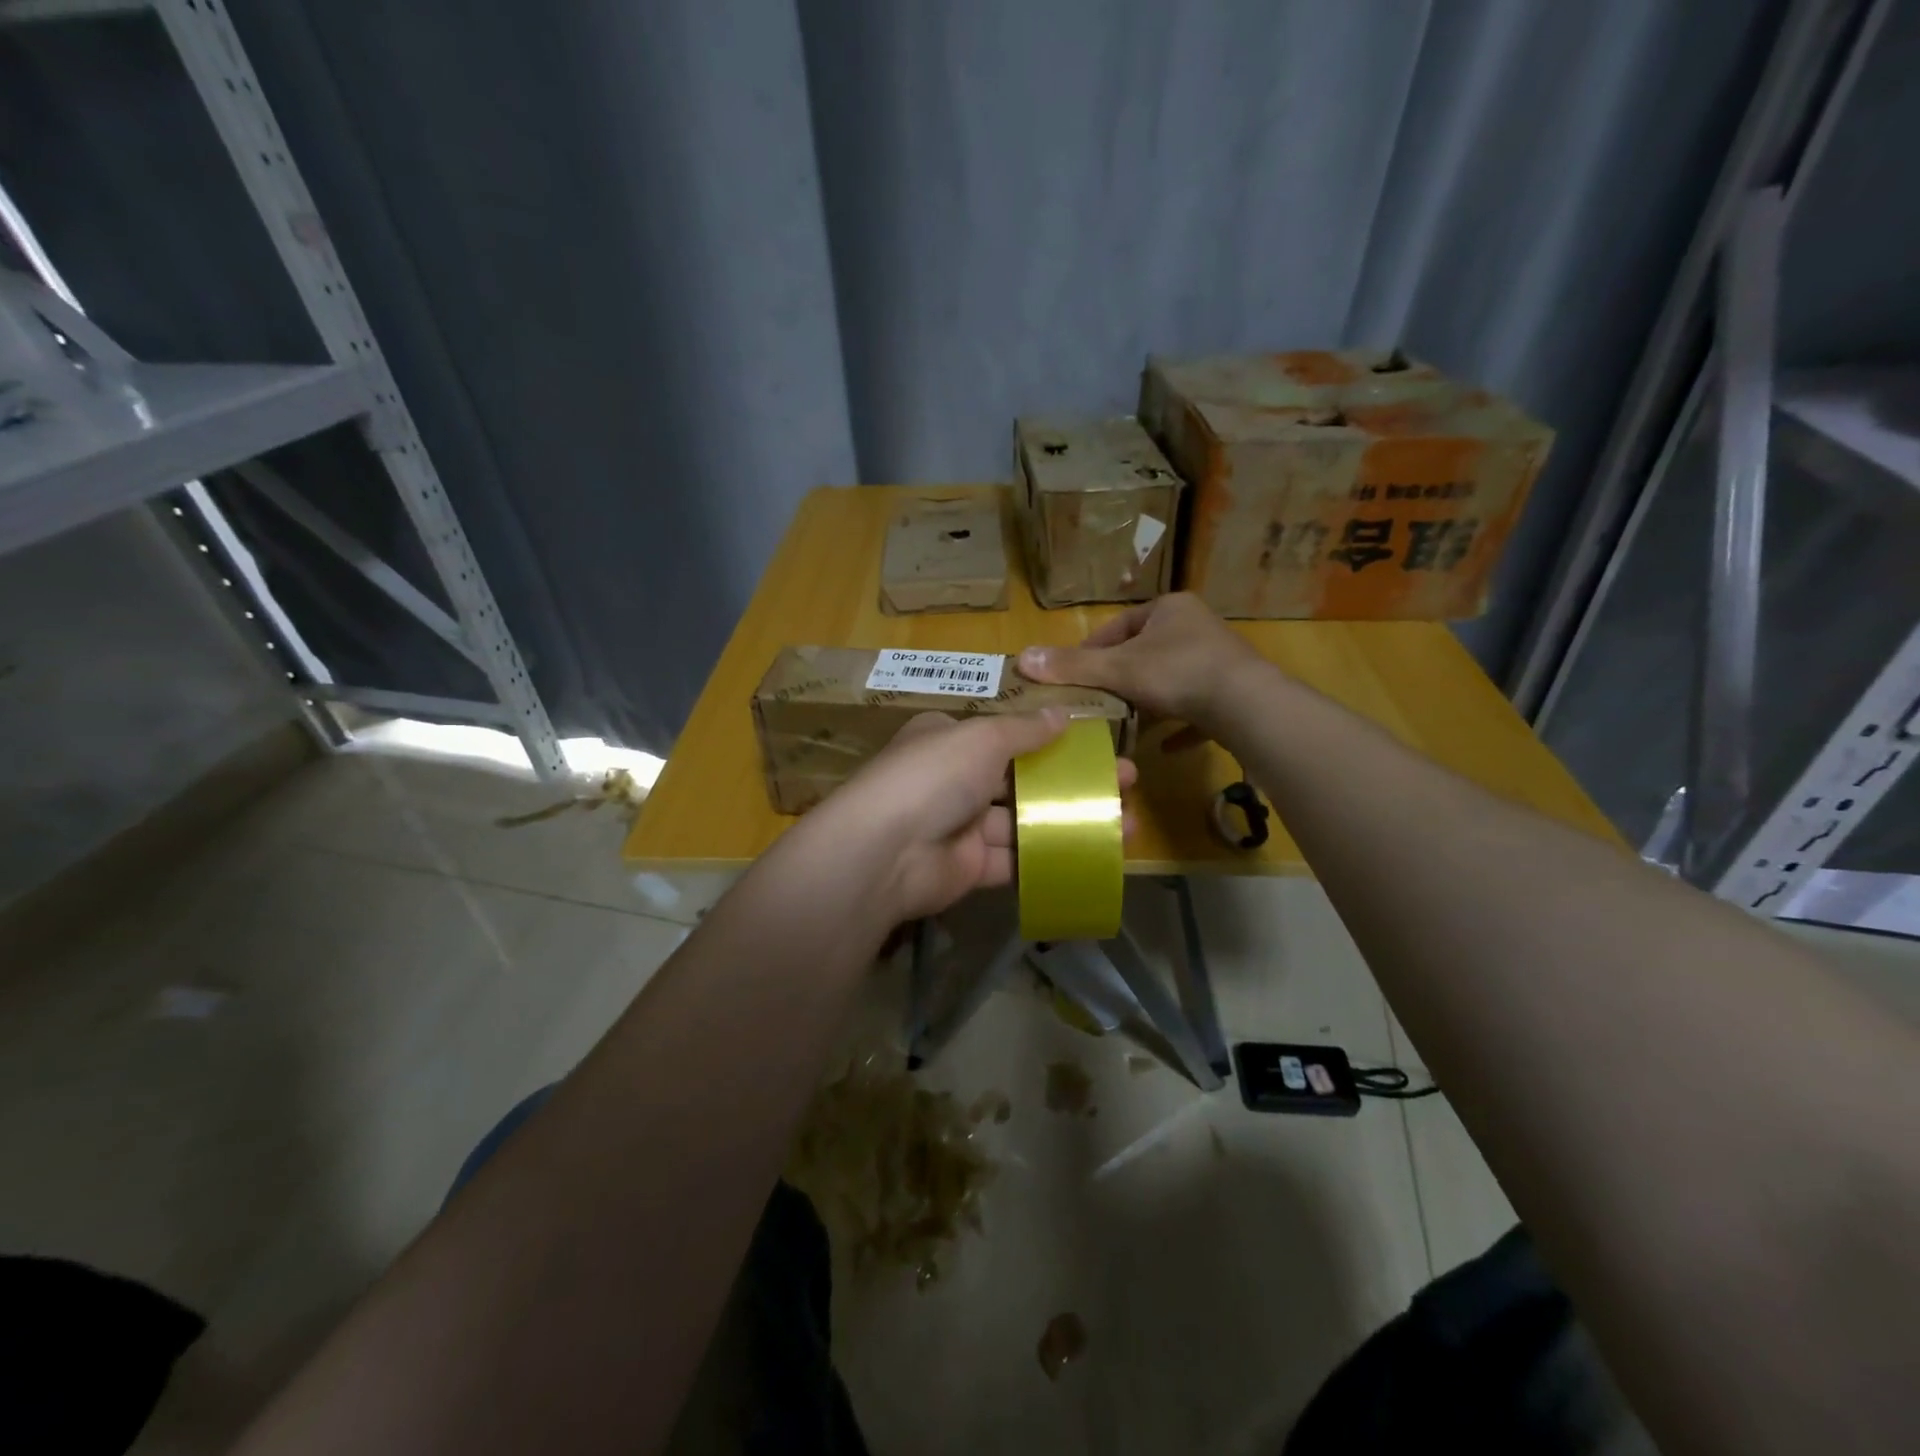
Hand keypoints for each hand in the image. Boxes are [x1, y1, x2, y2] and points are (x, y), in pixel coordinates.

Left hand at [805, 709, 1137, 924]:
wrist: (885, 853)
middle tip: (1126, 782)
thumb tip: (1062, 714)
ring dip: (1072, 819)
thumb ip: (1024, 730)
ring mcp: (962, 826)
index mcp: (948, 740)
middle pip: (1023, 778)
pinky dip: (1052, 854)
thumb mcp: (981, 738)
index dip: (1051, 739)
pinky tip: (1095, 852)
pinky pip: (1018, 859)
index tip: (1095, 744)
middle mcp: (954, 780)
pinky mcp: (971, 868)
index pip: (1004, 735)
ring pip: (1026, 820)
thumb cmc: (933, 776)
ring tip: (1125, 820)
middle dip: (1072, 780)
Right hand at [1016, 593, 1265, 729]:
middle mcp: (1195, 628)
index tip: (1072, 677)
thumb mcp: (1117, 670)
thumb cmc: (1178, 673)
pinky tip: (1165, 747)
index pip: (1119, 627)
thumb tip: (1021, 658)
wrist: (1247, 705)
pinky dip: (1180, 724)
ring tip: (1123, 725)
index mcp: (1169, 610)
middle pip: (1145, 653)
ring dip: (1149, 702)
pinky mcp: (1234, 692)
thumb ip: (1072, 667)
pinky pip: (1199, 707)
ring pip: (1172, 680)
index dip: (1092, 651)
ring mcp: (1218, 660)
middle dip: (1120, 679)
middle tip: (1094, 704)